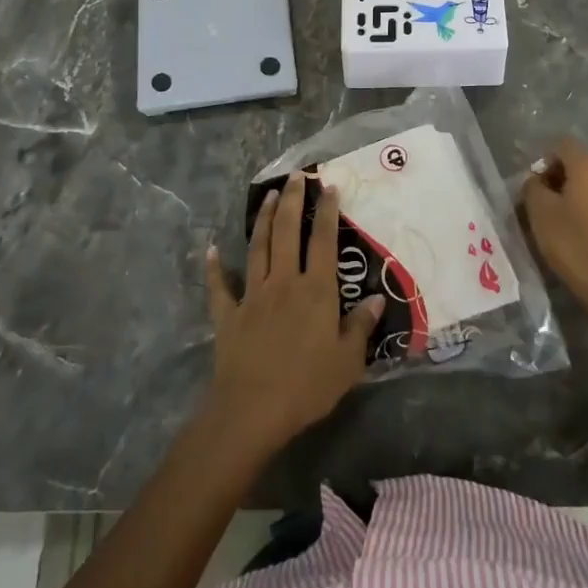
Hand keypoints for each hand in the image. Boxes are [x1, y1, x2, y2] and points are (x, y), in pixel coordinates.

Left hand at [202, 173, 382, 458]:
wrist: (253, 410)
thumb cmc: (307, 386)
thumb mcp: (347, 361)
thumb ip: (361, 326)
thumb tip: (376, 298)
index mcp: (316, 291)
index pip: (324, 241)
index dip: (327, 212)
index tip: (329, 187)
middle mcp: (284, 282)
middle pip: (287, 232)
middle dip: (292, 201)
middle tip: (296, 176)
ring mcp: (253, 295)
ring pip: (258, 248)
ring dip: (262, 219)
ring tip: (267, 195)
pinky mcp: (229, 314)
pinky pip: (220, 286)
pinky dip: (214, 268)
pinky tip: (210, 250)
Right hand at [520, 138, 587, 326]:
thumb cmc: (575, 246)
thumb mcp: (540, 214)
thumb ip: (532, 187)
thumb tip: (537, 180)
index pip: (562, 145)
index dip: (544, 161)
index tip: (535, 189)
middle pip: (581, 164)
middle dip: (561, 180)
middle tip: (546, 208)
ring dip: (579, 196)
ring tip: (566, 224)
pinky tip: (586, 235)